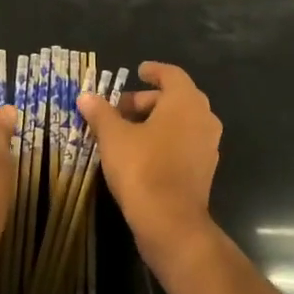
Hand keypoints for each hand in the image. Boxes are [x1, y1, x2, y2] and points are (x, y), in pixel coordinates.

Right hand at [78, 62, 221, 285]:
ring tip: (125, 131)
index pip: (172, 75)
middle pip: (176, 98)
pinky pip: (184, 143)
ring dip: (155, 121)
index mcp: (185, 102)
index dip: (153, 71)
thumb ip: (100, 113)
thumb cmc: (142, 168)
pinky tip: (140, 152)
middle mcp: (203, 118)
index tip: (138, 71)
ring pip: (181, 122)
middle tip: (120, 107)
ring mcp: (207, 146)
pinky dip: (165, 140)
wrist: (170, 222)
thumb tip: (86, 96)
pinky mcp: (204, 170)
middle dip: (147, 100)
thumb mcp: (113, 137)